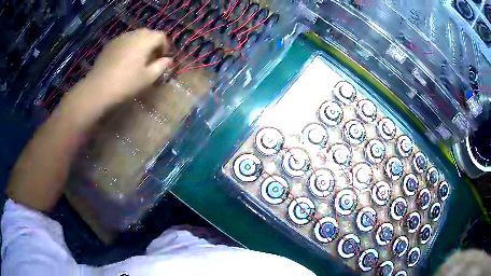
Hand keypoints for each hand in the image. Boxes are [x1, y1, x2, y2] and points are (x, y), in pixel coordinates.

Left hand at [82, 28, 172, 102]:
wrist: (98, 89)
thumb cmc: (126, 84)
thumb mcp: (148, 78)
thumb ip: (161, 66)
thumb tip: (168, 60)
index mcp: (145, 40)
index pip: (161, 36)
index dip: (165, 46)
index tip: (163, 60)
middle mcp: (133, 34)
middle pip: (148, 34)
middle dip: (153, 44)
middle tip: (151, 59)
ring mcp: (120, 38)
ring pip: (135, 36)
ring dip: (141, 45)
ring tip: (137, 60)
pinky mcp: (110, 45)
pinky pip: (124, 41)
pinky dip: (129, 47)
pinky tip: (124, 61)